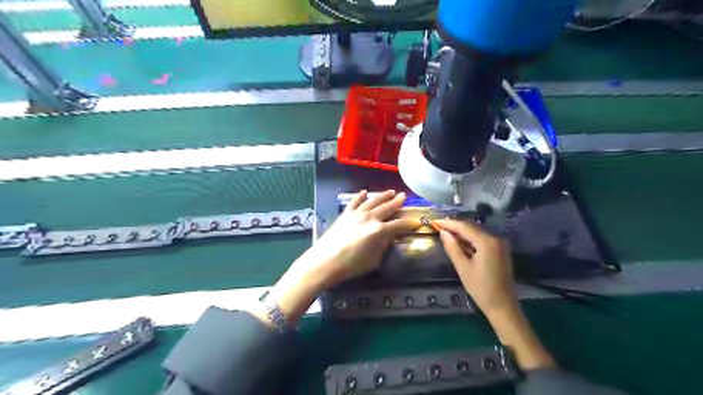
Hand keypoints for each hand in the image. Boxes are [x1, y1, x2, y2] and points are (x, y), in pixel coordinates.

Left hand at [263, 190, 415, 324]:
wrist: (326, 261)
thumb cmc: (352, 265)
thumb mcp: (374, 259)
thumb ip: (383, 246)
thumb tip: (389, 237)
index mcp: (379, 231)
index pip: (399, 224)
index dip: (410, 223)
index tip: (418, 220)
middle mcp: (370, 218)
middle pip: (387, 208)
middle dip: (397, 202)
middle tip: (403, 196)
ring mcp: (357, 214)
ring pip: (372, 201)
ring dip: (382, 196)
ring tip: (390, 191)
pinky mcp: (345, 214)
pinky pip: (355, 201)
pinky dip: (360, 196)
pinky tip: (365, 192)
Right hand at [434, 219, 553, 369]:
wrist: (503, 306)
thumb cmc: (481, 288)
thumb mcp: (463, 268)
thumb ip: (452, 248)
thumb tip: (443, 232)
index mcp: (487, 242)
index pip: (464, 227)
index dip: (449, 223)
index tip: (435, 221)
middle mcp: (495, 238)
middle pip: (472, 227)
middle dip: (455, 226)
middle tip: (439, 226)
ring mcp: (500, 244)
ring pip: (477, 232)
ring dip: (462, 231)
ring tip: (446, 231)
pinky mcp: (500, 250)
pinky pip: (482, 238)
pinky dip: (470, 238)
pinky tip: (460, 240)